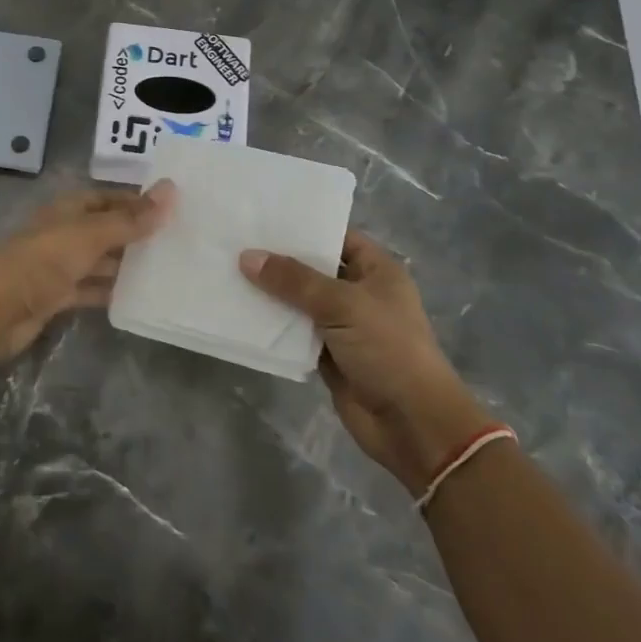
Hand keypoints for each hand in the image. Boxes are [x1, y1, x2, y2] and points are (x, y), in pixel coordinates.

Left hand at [0, 182, 174, 362]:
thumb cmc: (45, 259)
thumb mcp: (92, 234)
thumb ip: (131, 219)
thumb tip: (171, 190)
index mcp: (68, 210)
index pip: (107, 198)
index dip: (136, 202)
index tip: (171, 209)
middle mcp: (64, 233)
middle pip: (105, 230)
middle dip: (135, 235)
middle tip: (177, 242)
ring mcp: (59, 266)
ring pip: (100, 261)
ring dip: (126, 265)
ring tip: (166, 270)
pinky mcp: (57, 296)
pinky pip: (90, 289)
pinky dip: (110, 292)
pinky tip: (139, 298)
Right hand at [239, 232, 487, 491]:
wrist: (411, 423)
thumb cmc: (388, 349)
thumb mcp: (342, 304)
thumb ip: (294, 280)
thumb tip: (247, 257)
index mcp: (376, 271)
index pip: (336, 237)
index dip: (304, 227)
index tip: (262, 218)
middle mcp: (359, 293)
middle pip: (313, 269)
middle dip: (279, 260)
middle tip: (235, 241)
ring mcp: (343, 325)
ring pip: (300, 301)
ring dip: (271, 293)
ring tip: (228, 271)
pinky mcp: (327, 354)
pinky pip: (295, 332)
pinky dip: (273, 325)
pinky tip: (241, 311)